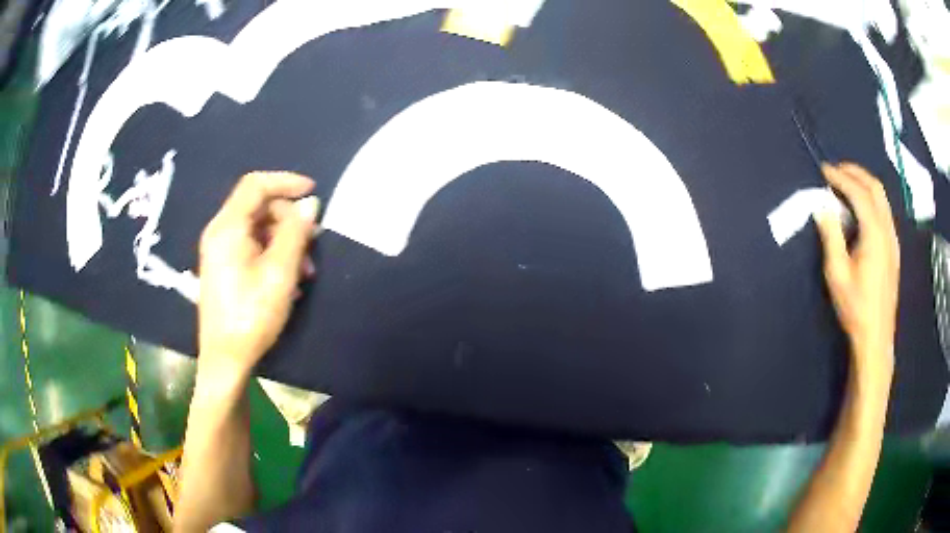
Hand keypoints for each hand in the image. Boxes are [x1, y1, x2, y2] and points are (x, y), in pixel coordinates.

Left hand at [197, 172, 318, 378]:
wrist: (225, 359)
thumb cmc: (251, 315)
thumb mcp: (279, 273)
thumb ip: (295, 233)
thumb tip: (310, 203)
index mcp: (227, 228)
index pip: (256, 185)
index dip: (286, 182)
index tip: (313, 192)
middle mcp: (219, 233)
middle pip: (258, 207)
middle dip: (288, 220)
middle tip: (312, 244)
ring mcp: (220, 251)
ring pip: (257, 228)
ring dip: (284, 241)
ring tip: (304, 270)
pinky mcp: (224, 267)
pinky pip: (251, 246)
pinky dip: (272, 254)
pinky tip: (288, 279)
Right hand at [814, 163, 899, 367]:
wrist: (876, 336)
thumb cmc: (855, 307)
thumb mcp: (837, 274)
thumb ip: (831, 236)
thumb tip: (821, 207)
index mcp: (874, 234)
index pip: (858, 193)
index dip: (841, 177)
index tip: (824, 170)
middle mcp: (887, 230)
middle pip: (875, 188)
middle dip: (855, 173)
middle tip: (835, 171)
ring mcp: (893, 239)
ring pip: (882, 198)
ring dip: (864, 183)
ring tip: (846, 184)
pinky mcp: (894, 248)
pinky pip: (884, 211)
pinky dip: (871, 199)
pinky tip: (861, 209)